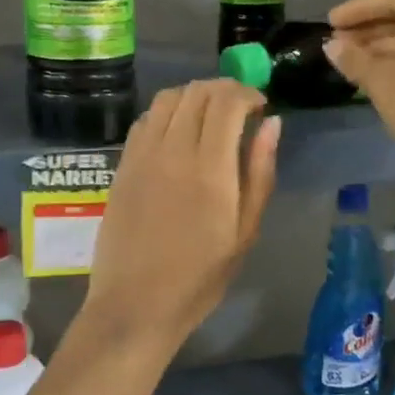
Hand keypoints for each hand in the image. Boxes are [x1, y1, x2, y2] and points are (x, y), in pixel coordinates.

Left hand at [84, 79, 279, 352]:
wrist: (136, 304)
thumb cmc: (199, 277)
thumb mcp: (244, 232)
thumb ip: (259, 173)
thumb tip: (272, 124)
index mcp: (209, 169)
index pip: (226, 102)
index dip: (247, 93)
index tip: (260, 106)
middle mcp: (172, 151)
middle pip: (197, 92)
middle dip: (224, 89)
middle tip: (240, 108)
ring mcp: (142, 155)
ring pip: (168, 99)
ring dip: (194, 96)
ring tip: (210, 117)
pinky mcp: (122, 165)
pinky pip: (146, 120)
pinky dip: (167, 112)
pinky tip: (178, 133)